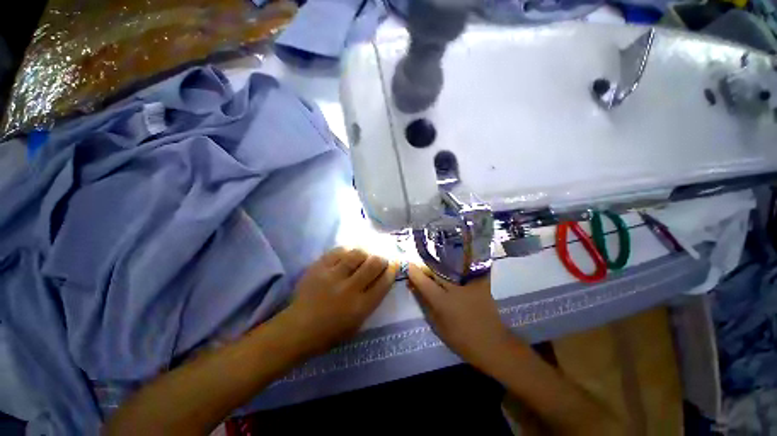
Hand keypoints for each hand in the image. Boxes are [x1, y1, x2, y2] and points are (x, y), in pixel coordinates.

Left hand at [281, 247, 397, 354]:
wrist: (298, 328)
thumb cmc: (330, 332)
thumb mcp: (358, 323)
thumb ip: (371, 301)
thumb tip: (381, 278)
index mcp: (361, 307)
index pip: (384, 282)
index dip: (392, 270)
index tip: (394, 263)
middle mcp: (349, 289)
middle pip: (374, 264)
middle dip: (382, 258)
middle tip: (381, 258)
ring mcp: (333, 276)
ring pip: (357, 254)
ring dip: (365, 252)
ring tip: (365, 254)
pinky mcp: (319, 267)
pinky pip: (338, 251)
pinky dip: (347, 250)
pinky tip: (349, 252)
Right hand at [407, 264, 510, 369]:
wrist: (492, 344)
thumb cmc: (461, 339)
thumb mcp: (437, 324)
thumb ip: (424, 303)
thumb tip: (412, 286)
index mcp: (442, 301)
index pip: (423, 281)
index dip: (414, 271)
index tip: (408, 265)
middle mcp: (455, 288)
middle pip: (436, 270)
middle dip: (426, 267)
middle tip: (422, 268)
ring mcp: (470, 284)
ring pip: (450, 266)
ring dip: (440, 265)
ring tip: (435, 265)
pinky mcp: (482, 283)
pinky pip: (468, 268)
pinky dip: (460, 264)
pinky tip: (455, 264)